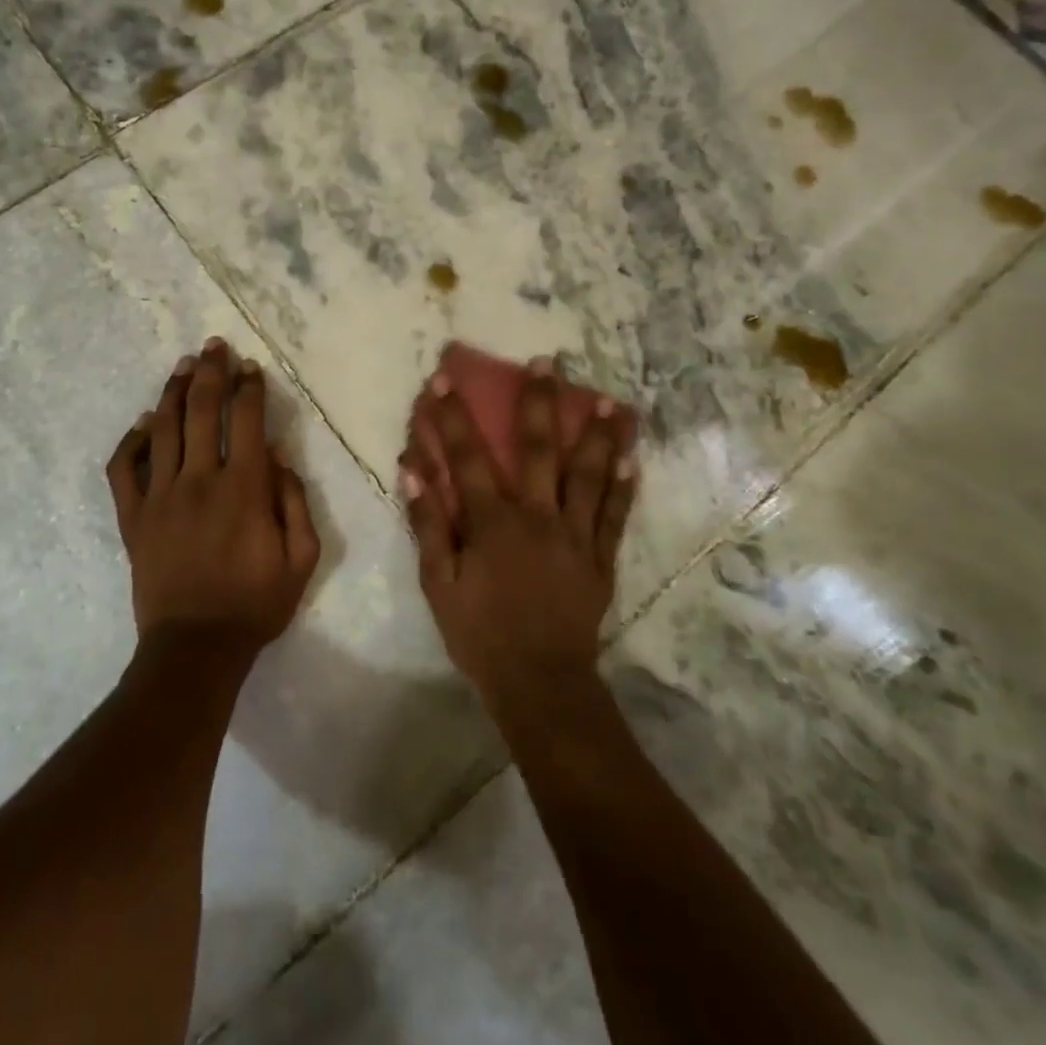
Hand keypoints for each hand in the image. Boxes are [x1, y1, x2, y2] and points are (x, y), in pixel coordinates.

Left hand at [106, 338, 321, 651]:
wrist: (195, 647)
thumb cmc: (256, 604)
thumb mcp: (302, 558)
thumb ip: (294, 500)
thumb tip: (277, 455)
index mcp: (244, 488)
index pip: (247, 420)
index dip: (249, 388)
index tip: (251, 368)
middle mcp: (199, 480)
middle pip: (201, 410)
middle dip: (210, 372)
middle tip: (214, 347)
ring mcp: (160, 497)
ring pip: (162, 428)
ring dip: (173, 392)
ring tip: (183, 366)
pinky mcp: (133, 517)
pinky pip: (124, 469)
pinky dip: (132, 441)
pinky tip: (144, 424)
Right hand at [400, 359, 636, 720]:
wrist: (539, 682)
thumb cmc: (480, 634)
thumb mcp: (438, 585)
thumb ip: (427, 527)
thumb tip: (412, 474)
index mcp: (493, 522)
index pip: (467, 458)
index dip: (452, 418)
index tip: (445, 381)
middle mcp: (538, 516)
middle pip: (539, 450)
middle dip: (540, 402)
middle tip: (547, 362)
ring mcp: (575, 535)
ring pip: (589, 475)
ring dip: (598, 435)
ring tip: (611, 401)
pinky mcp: (600, 558)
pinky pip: (615, 516)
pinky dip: (625, 487)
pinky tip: (633, 460)